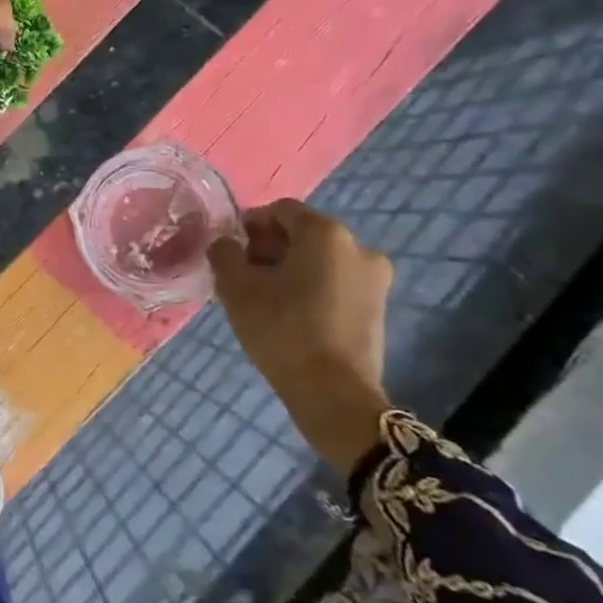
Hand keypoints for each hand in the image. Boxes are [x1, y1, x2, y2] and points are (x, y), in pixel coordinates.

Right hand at [208, 199, 393, 473]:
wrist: (331, 392)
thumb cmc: (280, 328)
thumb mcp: (235, 286)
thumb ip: (224, 252)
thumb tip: (226, 243)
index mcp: (326, 233)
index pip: (280, 210)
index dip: (250, 225)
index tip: (231, 252)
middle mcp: (359, 247)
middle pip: (303, 234)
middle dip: (270, 248)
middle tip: (243, 276)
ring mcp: (375, 279)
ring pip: (319, 261)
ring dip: (289, 270)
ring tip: (264, 299)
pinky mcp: (377, 308)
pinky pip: (335, 284)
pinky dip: (310, 289)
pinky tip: (289, 315)